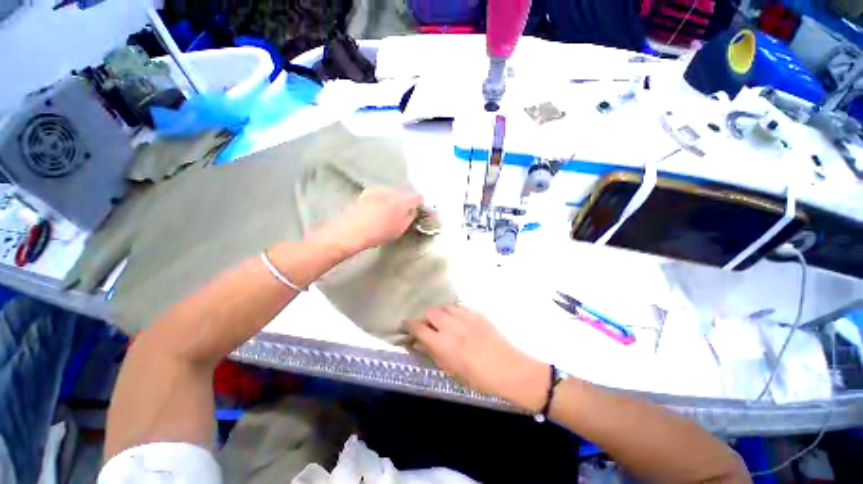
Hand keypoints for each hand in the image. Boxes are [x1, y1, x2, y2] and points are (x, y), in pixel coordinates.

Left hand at [314, 186, 422, 255]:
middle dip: (404, 202)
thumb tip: (413, 210)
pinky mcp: (367, 192)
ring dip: (392, 200)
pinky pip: (380, 194)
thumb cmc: (379, 232)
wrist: (352, 230)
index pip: (417, 198)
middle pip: (403, 195)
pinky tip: (375, 210)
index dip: (419, 204)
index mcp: (403, 201)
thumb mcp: (400, 229)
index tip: (418, 210)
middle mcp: (392, 191)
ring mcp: (378, 189)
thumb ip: (410, 217)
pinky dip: (381, 200)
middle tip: (401, 214)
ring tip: (386, 213)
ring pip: (391, 194)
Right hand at [406, 306, 548, 412]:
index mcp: (442, 344)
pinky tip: (458, 321)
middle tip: (429, 328)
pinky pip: (459, 307)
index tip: (406, 326)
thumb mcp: (451, 371)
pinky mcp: (476, 313)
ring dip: (440, 314)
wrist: (509, 369)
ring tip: (444, 323)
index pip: (418, 327)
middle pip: (430, 312)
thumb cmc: (478, 378)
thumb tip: (421, 343)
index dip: (409, 325)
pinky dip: (454, 312)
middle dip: (426, 319)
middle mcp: (451, 326)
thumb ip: (434, 353)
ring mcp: (465, 317)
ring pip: (444, 307)